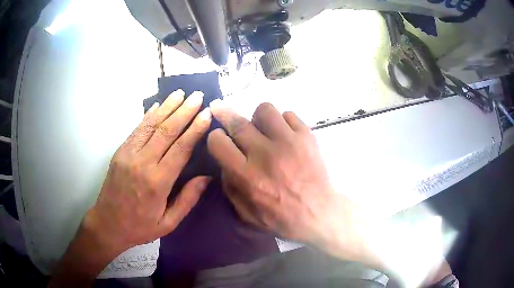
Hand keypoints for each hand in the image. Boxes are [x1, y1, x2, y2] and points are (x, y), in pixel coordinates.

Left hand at [50, 90, 211, 285]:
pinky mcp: (120, 152)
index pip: (180, 148)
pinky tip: (158, 105)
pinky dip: (148, 115)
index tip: (207, 113)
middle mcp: (142, 163)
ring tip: (181, 93)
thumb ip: (187, 199)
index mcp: (157, 182)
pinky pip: (137, 129)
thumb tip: (206, 177)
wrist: (107, 224)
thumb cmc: (140, 227)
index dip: (195, 129)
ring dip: (167, 107)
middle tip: (198, 95)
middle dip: (184, 111)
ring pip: (151, 125)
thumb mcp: (168, 223)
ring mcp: (128, 154)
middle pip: (167, 130)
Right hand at [207, 101, 367, 260]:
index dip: (215, 137)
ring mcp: (288, 142)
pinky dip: (283, 122)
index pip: (218, 142)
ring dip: (258, 118)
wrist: (319, 212)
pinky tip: (284, 135)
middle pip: (238, 122)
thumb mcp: (246, 212)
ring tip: (262, 129)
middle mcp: (265, 154)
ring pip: (264, 110)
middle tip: (221, 109)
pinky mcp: (306, 136)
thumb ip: (230, 186)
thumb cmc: (281, 217)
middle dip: (224, 113)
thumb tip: (225, 161)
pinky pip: (288, 115)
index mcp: (247, 175)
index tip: (219, 137)